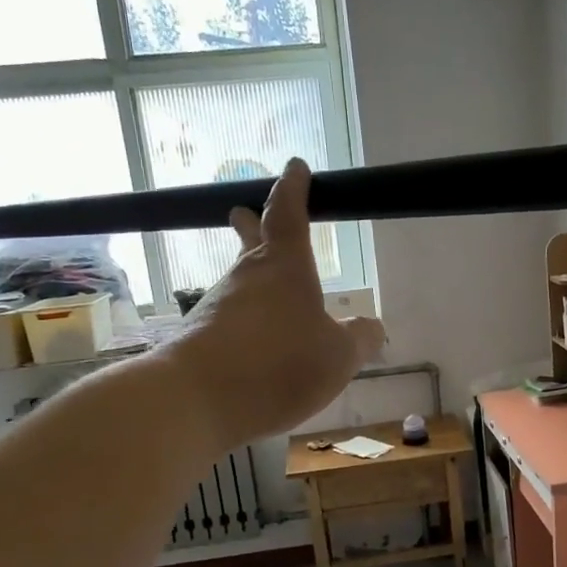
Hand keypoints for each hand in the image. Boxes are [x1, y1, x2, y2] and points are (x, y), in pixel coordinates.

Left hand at [163, 159, 385, 453]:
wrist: (194, 399)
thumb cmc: (277, 364)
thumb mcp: (338, 357)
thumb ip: (359, 340)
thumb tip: (372, 327)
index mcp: (285, 268)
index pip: (289, 214)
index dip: (294, 190)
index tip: (295, 168)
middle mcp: (246, 278)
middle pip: (251, 241)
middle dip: (254, 225)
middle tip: (245, 212)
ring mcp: (217, 306)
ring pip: (239, 283)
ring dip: (252, 281)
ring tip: (268, 294)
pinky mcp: (199, 338)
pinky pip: (230, 320)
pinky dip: (244, 322)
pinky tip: (254, 344)